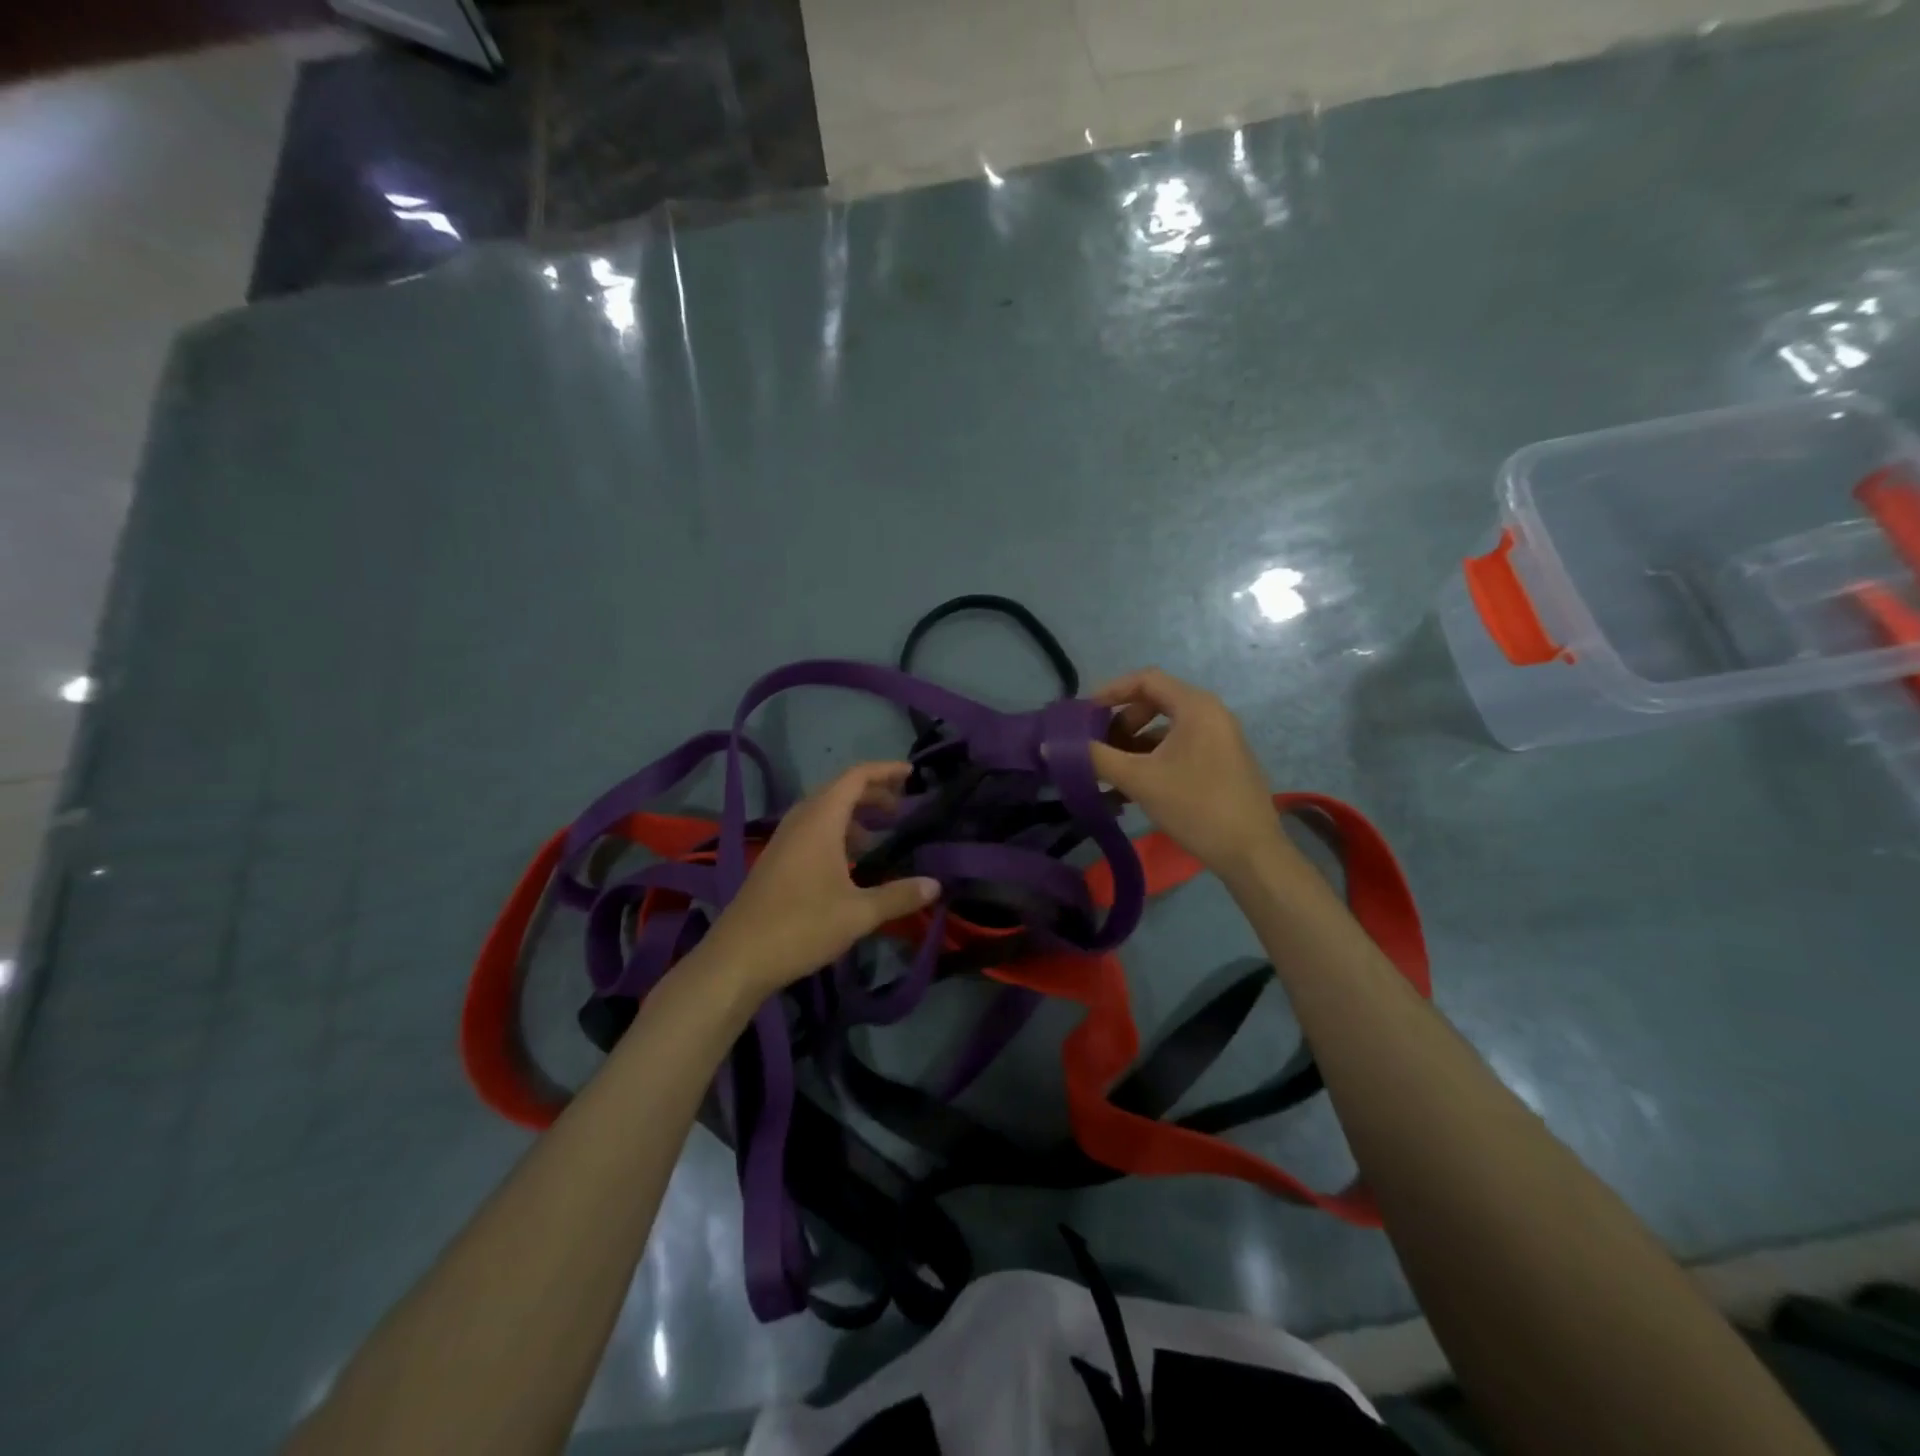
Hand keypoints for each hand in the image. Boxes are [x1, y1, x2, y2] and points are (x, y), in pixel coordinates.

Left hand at [698, 762, 939, 995]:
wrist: (738, 958)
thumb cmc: (801, 926)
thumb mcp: (858, 913)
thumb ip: (899, 896)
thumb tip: (936, 884)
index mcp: (820, 821)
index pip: (855, 778)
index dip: (885, 771)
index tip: (912, 774)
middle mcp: (800, 822)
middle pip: (839, 790)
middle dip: (872, 792)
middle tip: (902, 807)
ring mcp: (784, 841)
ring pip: (823, 811)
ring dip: (853, 814)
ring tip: (880, 833)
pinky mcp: (776, 861)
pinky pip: (811, 830)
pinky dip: (836, 832)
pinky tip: (850, 861)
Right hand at [1089, 668, 1284, 880]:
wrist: (1251, 852)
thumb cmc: (1195, 806)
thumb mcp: (1139, 780)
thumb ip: (1095, 758)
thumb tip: (1051, 746)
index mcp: (1196, 706)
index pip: (1146, 679)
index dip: (1110, 691)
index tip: (1085, 714)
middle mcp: (1211, 713)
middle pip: (1156, 701)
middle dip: (1121, 721)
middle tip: (1098, 745)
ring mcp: (1221, 738)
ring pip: (1167, 727)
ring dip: (1135, 743)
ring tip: (1112, 770)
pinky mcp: (1223, 761)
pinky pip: (1181, 746)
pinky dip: (1154, 757)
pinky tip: (1136, 786)